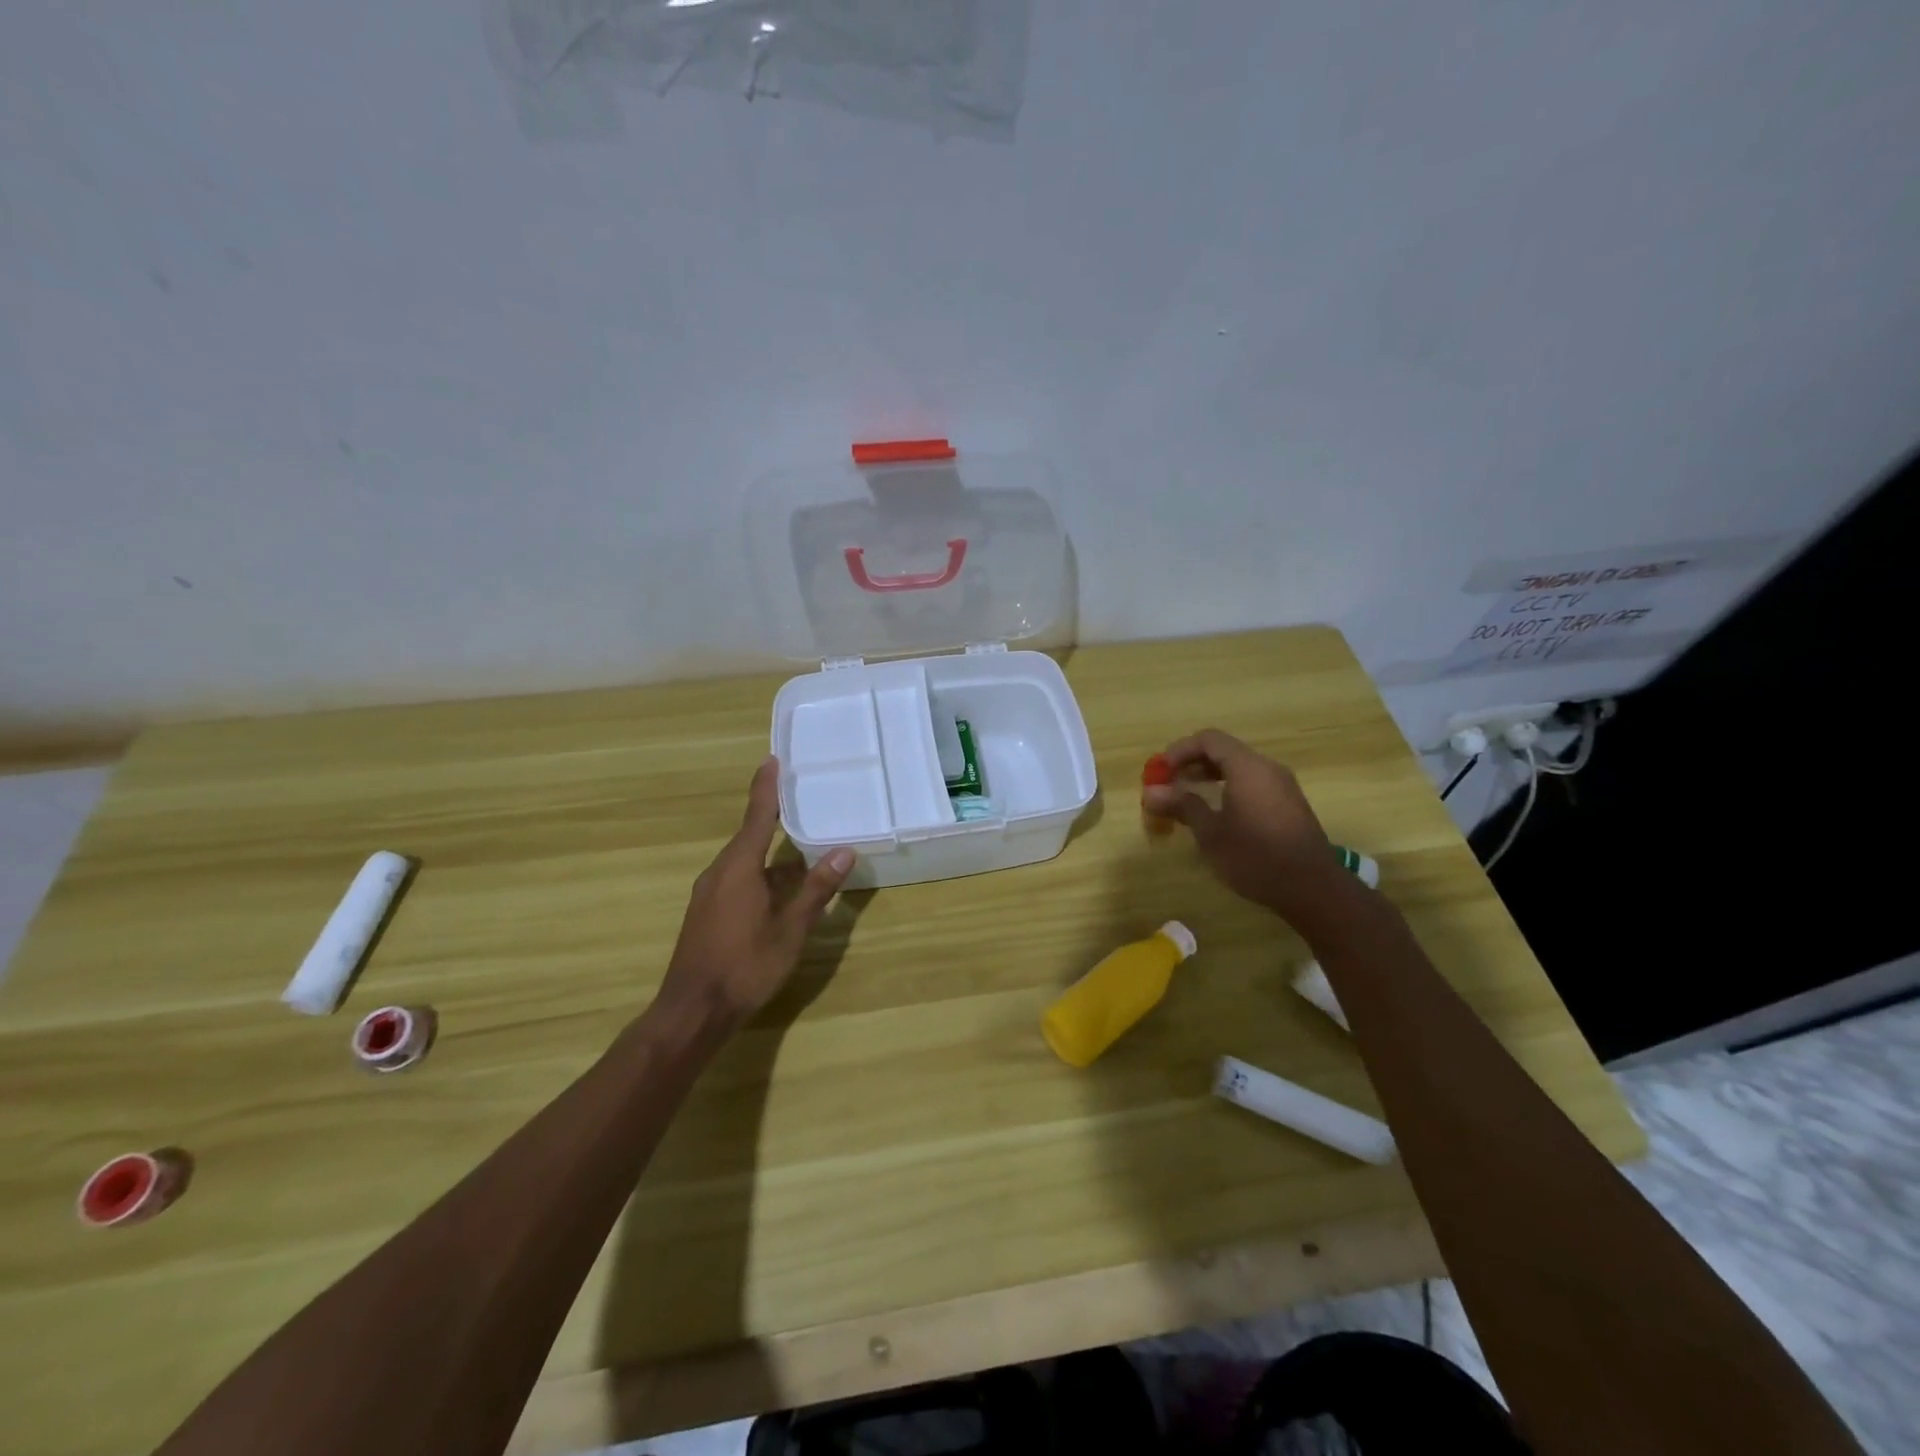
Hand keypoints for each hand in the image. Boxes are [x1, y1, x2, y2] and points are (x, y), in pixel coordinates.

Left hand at [657, 757, 855, 1027]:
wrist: (693, 1010)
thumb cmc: (745, 965)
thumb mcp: (790, 929)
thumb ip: (816, 890)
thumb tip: (843, 852)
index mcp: (739, 868)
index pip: (757, 817)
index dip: (766, 788)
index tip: (772, 760)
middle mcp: (720, 872)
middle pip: (750, 836)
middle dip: (773, 818)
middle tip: (800, 800)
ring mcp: (709, 893)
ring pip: (744, 861)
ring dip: (770, 852)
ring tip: (801, 846)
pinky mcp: (707, 912)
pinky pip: (737, 878)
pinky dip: (760, 873)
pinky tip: (780, 887)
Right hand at [1142, 729, 1353, 927]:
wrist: (1312, 889)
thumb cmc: (1255, 857)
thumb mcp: (1210, 833)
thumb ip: (1182, 805)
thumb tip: (1150, 793)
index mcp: (1248, 767)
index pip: (1209, 740)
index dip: (1180, 750)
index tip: (1160, 771)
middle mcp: (1267, 768)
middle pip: (1224, 751)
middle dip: (1192, 764)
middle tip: (1169, 785)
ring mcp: (1282, 786)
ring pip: (1239, 768)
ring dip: (1209, 777)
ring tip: (1187, 800)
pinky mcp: (1289, 805)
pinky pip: (1252, 783)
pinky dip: (1228, 788)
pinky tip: (1216, 814)